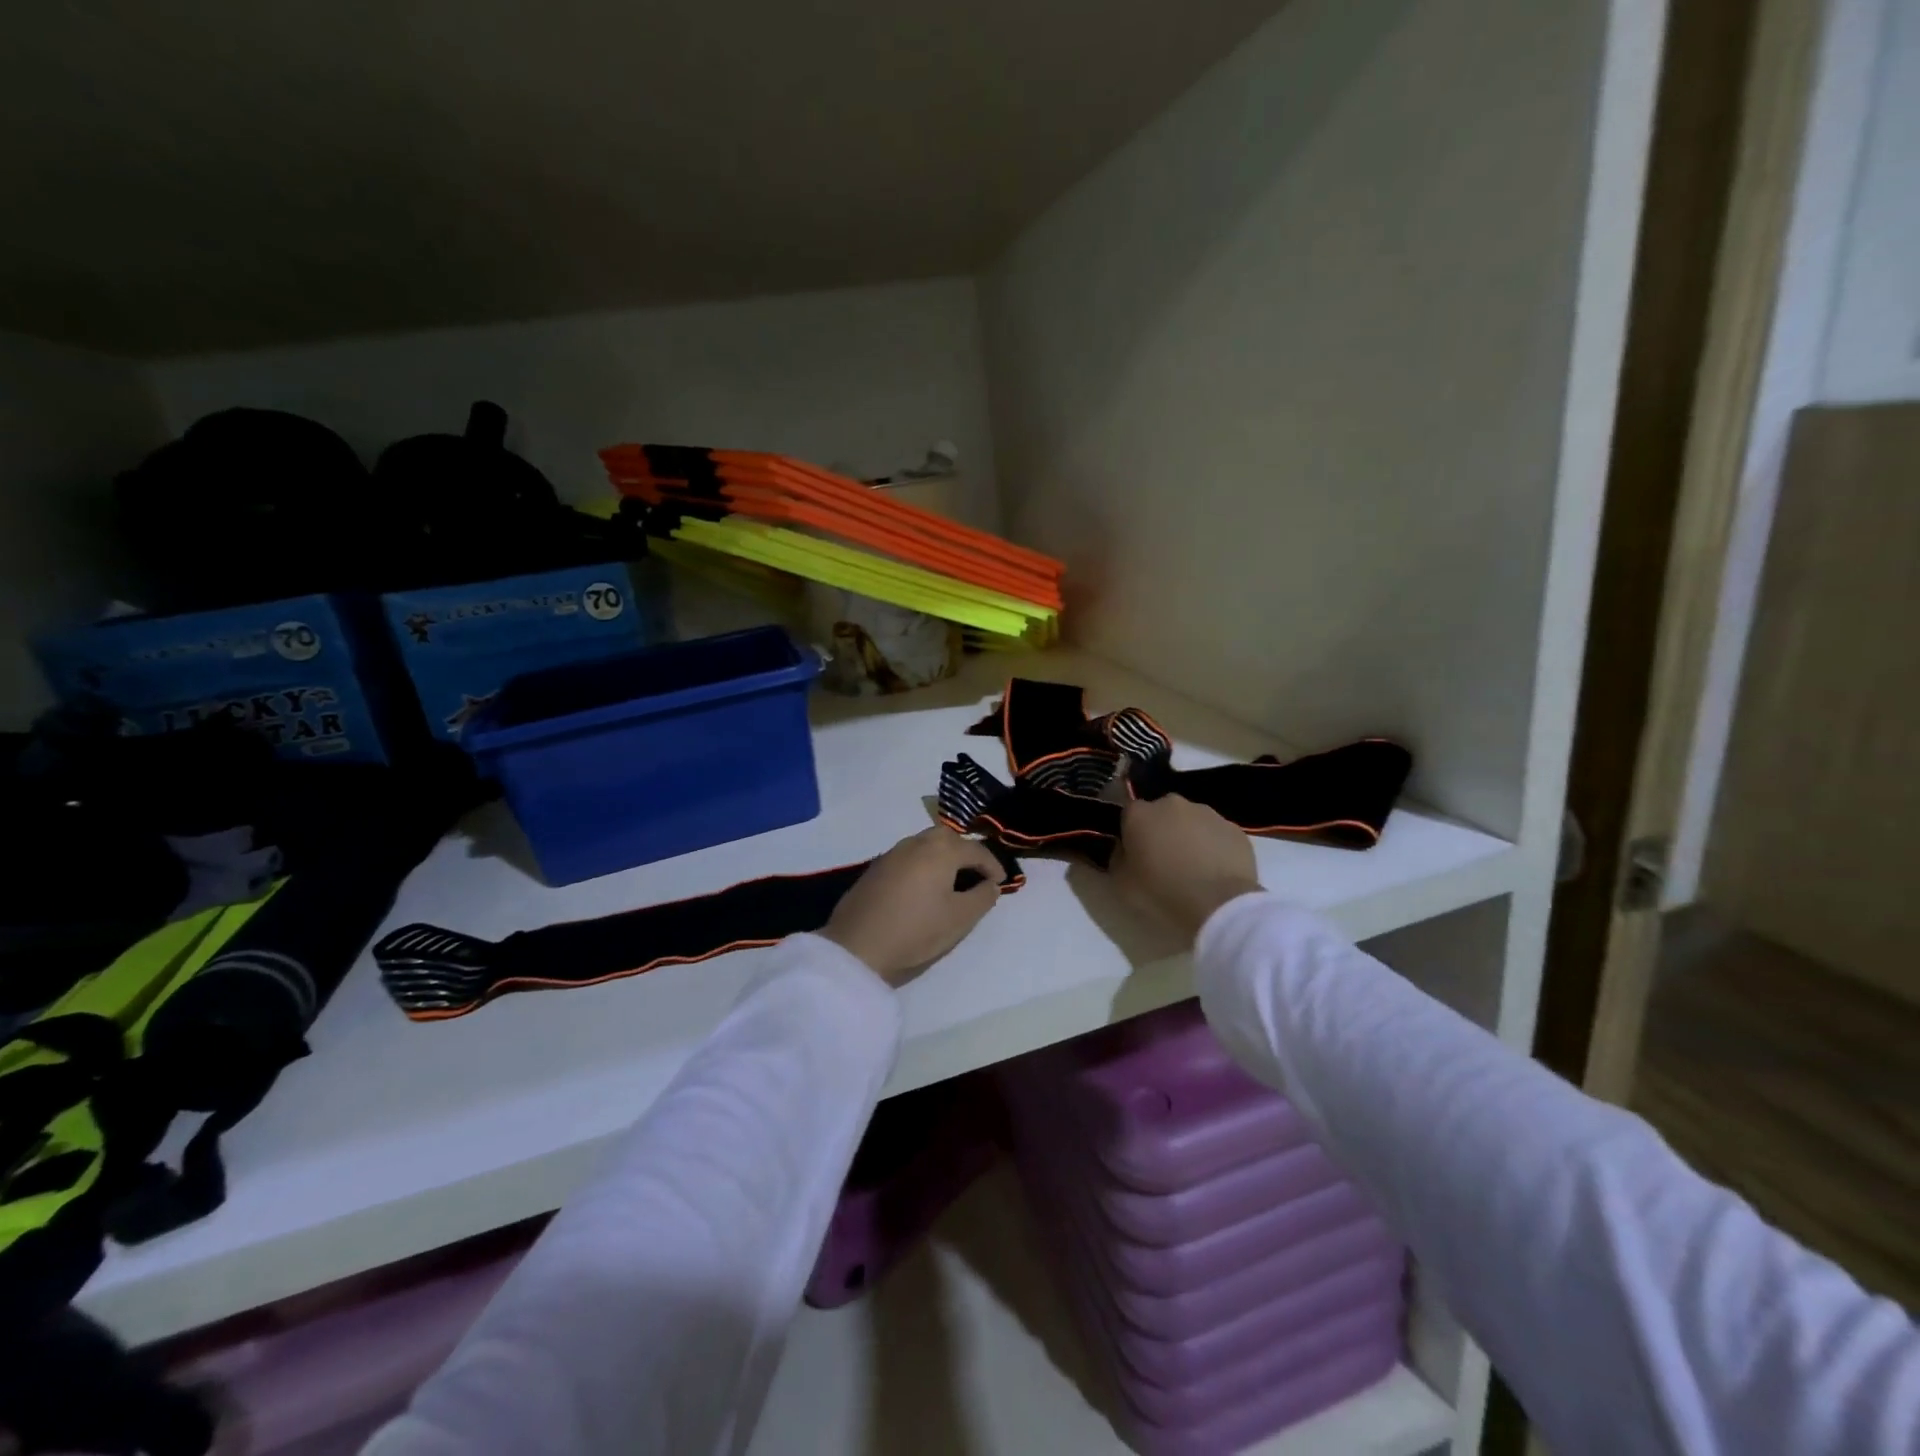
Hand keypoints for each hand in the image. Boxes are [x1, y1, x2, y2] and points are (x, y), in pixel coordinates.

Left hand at [822, 828, 1005, 985]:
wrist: (856, 946)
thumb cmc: (916, 931)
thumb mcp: (960, 919)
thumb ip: (982, 897)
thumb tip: (991, 884)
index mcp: (941, 850)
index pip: (976, 851)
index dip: (993, 866)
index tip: (1000, 883)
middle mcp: (916, 842)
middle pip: (949, 839)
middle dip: (966, 854)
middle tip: (976, 877)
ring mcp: (892, 853)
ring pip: (926, 845)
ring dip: (943, 858)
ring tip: (951, 882)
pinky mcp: (875, 868)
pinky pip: (909, 857)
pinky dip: (923, 865)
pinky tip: (923, 887)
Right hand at [1112, 795, 1262, 940]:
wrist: (1219, 906)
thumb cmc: (1162, 893)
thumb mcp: (1121, 883)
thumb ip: (1116, 858)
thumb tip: (1122, 848)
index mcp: (1140, 814)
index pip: (1128, 813)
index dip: (1130, 833)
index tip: (1134, 853)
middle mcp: (1172, 804)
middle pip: (1161, 812)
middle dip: (1160, 830)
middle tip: (1163, 861)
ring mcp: (1207, 813)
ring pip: (1191, 821)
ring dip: (1188, 836)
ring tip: (1193, 868)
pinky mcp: (1235, 829)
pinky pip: (1216, 834)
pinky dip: (1213, 846)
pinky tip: (1215, 871)